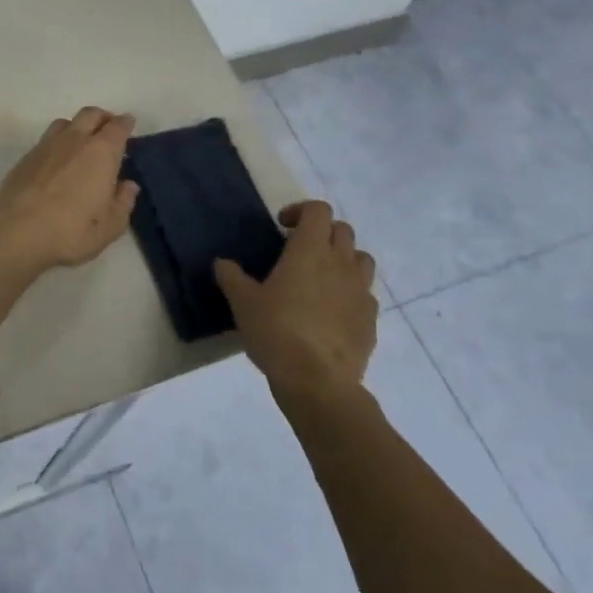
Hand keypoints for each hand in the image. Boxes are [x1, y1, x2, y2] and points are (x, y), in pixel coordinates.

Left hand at [0, 107, 139, 271]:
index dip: (126, 123)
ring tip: (82, 142)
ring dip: (78, 126)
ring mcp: (46, 145)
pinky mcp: (26, 157)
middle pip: (91, 114)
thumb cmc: (70, 231)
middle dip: (103, 117)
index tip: (129, 124)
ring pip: (66, 122)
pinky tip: (58, 161)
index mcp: (101, 152)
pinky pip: (47, 139)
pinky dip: (58, 142)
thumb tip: (128, 185)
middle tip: (109, 129)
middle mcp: (74, 140)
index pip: (118, 127)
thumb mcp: (109, 227)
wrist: (15, 232)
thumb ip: (123, 202)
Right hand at [215, 201, 378, 403]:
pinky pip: (365, 294)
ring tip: (321, 277)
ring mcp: (361, 291)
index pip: (318, 210)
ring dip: (343, 259)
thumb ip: (232, 277)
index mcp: (310, 250)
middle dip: (322, 232)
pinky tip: (332, 312)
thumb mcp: (243, 303)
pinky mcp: (371, 319)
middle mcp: (341, 263)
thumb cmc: (276, 331)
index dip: (301, 210)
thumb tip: (222, 263)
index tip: (282, 226)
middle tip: (299, 250)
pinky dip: (350, 293)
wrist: (318, 382)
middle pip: (343, 230)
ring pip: (361, 259)